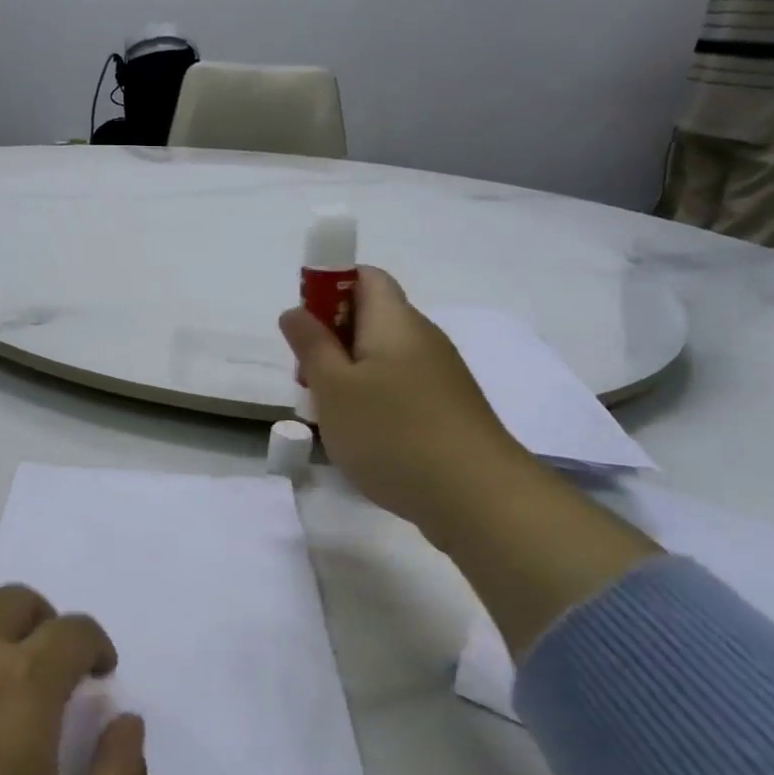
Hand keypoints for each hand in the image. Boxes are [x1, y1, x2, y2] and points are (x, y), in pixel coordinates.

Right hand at [280, 267, 520, 524]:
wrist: (477, 497)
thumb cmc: (393, 433)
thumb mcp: (333, 388)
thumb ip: (311, 345)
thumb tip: (296, 311)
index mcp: (394, 321)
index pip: (364, 276)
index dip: (328, 287)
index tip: (304, 326)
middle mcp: (421, 338)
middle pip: (369, 319)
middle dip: (330, 342)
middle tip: (307, 381)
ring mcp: (439, 376)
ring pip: (380, 359)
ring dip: (347, 377)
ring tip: (329, 417)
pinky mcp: (446, 409)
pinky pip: (398, 389)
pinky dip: (372, 402)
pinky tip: (362, 439)